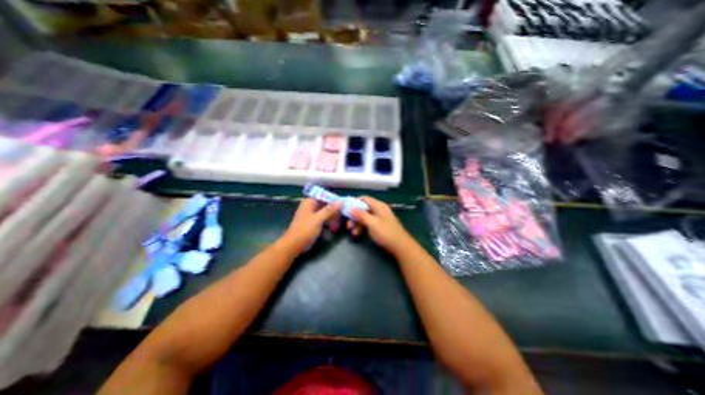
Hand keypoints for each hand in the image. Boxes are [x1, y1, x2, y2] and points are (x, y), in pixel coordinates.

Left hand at [283, 198, 344, 256]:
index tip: (343, 204)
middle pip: (325, 204)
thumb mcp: (318, 219)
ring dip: (332, 217)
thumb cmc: (305, 230)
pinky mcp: (312, 222)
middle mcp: (310, 206)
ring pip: (324, 212)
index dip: (334, 199)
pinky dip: (328, 221)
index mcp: (309, 202)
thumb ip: (329, 210)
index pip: (324, 196)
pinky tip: (334, 227)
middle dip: (334, 210)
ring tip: (339, 223)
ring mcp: (310, 214)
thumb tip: (341, 201)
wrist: (293, 245)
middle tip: (342, 216)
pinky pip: (322, 219)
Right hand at [348, 196, 413, 256]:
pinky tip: (358, 235)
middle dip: (354, 216)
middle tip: (348, 226)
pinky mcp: (380, 226)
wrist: (401, 247)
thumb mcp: (372, 223)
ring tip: (353, 233)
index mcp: (379, 206)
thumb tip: (350, 207)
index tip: (346, 210)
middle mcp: (379, 210)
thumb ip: (361, 214)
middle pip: (363, 209)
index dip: (354, 203)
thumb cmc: (386, 233)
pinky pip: (368, 224)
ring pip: (365, 217)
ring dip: (357, 224)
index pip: (364, 199)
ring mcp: (380, 218)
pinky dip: (362, 228)